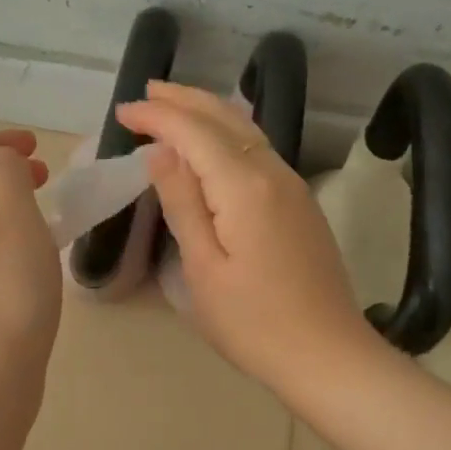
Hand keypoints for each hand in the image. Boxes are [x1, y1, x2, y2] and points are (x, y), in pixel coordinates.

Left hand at [0, 130, 61, 399]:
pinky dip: (3, 243)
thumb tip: (1, 163)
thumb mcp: (13, 214)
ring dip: (5, 210)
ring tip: (43, 222)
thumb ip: (8, 174)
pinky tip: (28, 266)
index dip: (0, 142)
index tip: (37, 147)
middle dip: (3, 175)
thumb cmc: (3, 288)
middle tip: (44, 180)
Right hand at [116, 83, 373, 392]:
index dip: (157, 117)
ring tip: (174, 105)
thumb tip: (161, 152)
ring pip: (247, 130)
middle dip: (183, 101)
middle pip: (225, 118)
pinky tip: (216, 142)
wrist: (328, 355)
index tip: (122, 113)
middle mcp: (274, 173)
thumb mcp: (203, 268)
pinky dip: (229, 134)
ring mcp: (293, 187)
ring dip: (208, 111)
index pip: (193, 132)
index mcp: (244, 186)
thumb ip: (183, 203)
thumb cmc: (254, 323)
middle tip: (146, 94)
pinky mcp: (301, 204)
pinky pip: (260, 150)